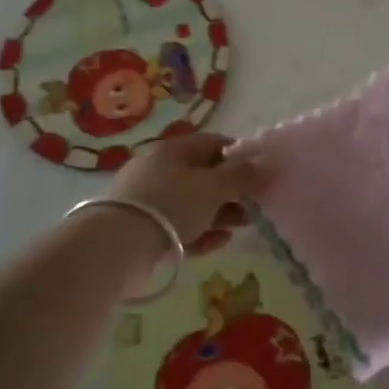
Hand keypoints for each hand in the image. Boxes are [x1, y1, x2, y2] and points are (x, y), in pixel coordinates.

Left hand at [107, 132, 265, 249]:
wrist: (119, 245)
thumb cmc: (173, 204)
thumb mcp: (214, 187)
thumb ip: (243, 176)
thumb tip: (269, 162)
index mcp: (175, 149)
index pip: (214, 143)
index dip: (241, 156)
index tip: (261, 173)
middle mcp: (160, 168)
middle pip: (204, 175)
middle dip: (233, 190)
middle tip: (256, 205)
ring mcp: (148, 198)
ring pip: (193, 202)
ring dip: (221, 212)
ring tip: (242, 226)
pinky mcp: (142, 227)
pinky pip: (179, 224)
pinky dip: (200, 231)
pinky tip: (218, 242)